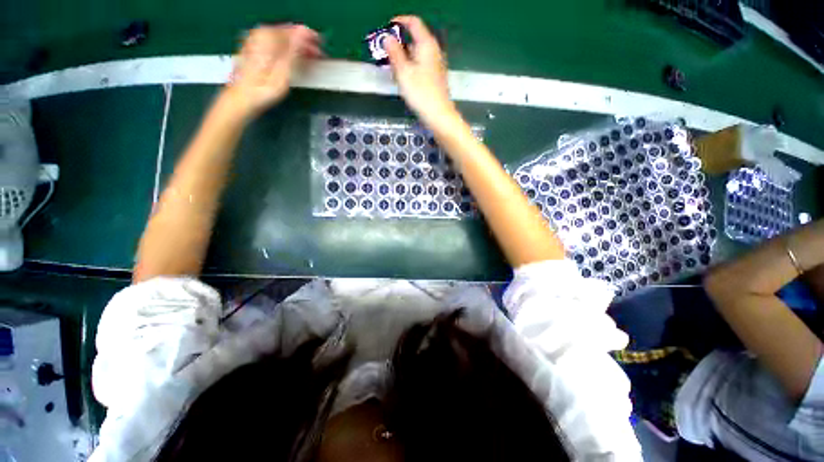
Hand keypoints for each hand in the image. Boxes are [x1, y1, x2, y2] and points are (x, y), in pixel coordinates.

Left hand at [223, 24, 321, 120]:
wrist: (241, 99)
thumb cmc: (263, 89)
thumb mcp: (283, 72)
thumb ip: (293, 50)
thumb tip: (305, 32)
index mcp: (268, 37)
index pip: (294, 30)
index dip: (309, 37)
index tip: (322, 45)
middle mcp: (260, 34)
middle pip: (287, 32)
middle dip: (304, 42)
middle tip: (318, 54)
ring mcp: (255, 41)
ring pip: (282, 38)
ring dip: (296, 46)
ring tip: (309, 57)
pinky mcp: (254, 50)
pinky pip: (275, 44)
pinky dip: (287, 49)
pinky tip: (293, 58)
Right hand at [384, 16, 455, 121]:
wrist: (438, 115)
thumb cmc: (420, 93)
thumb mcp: (403, 72)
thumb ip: (394, 53)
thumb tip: (387, 38)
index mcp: (426, 44)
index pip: (413, 23)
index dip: (399, 22)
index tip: (386, 29)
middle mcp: (433, 51)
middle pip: (415, 38)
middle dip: (399, 42)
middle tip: (385, 51)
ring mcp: (436, 65)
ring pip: (417, 53)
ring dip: (404, 56)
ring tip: (391, 66)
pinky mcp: (435, 77)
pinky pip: (421, 64)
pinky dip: (411, 66)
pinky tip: (404, 77)